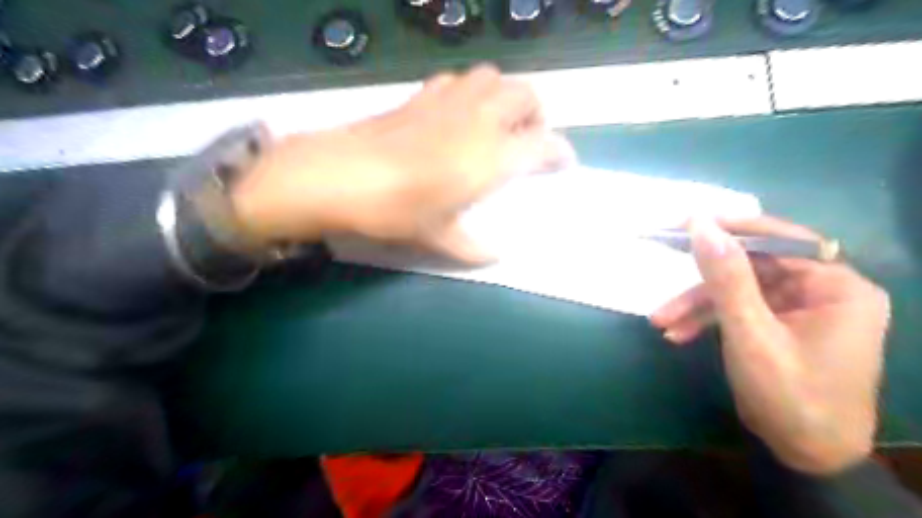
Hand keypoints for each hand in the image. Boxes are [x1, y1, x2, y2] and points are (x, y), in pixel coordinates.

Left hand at [229, 64, 572, 262]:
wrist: (342, 175)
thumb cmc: (397, 210)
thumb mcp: (439, 238)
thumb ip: (474, 249)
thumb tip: (498, 257)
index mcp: (493, 157)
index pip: (545, 144)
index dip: (560, 152)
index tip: (563, 163)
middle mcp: (481, 119)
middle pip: (527, 96)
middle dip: (537, 115)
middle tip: (528, 139)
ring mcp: (451, 100)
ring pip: (495, 78)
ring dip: (506, 95)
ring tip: (497, 121)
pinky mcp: (424, 94)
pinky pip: (460, 80)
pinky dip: (471, 91)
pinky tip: (458, 114)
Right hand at [651, 217, 888, 474]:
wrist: (805, 456)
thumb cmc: (789, 396)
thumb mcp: (750, 333)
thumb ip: (726, 277)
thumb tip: (701, 224)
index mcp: (836, 286)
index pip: (780, 239)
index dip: (731, 228)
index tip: (685, 223)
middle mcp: (823, 290)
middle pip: (753, 267)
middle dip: (703, 282)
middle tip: (662, 262)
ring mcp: (800, 309)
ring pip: (738, 291)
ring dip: (697, 306)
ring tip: (660, 322)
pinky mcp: (780, 325)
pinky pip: (739, 311)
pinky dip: (707, 320)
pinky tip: (677, 334)